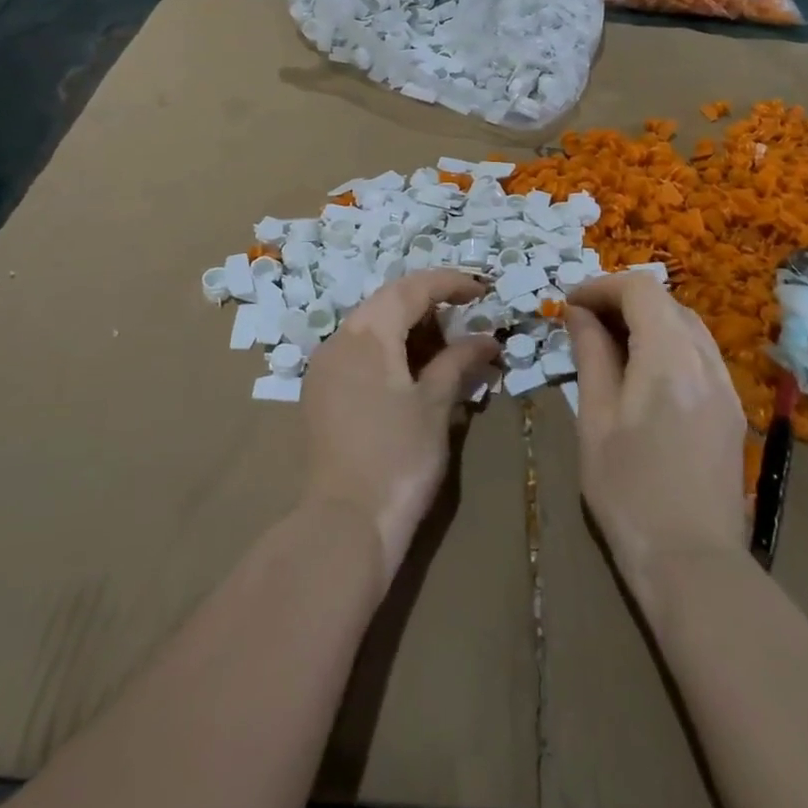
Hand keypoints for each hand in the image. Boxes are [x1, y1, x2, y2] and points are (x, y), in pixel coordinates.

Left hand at [300, 270, 500, 583]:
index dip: (449, 283)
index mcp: (367, 334)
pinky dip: (389, 350)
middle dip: (430, 304)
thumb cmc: (398, 458)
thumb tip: (486, 338)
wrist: (344, 524)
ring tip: (446, 347)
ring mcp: (324, 366)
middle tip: (467, 318)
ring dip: (409, 328)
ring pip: (371, 327)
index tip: (482, 290)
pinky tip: (412, 372)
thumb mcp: (436, 405)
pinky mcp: (320, 392)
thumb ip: (458, 361)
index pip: (411, 289)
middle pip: (388, 302)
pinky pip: (358, 352)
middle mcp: (339, 339)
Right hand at [567, 274, 747, 606]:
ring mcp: (726, 386)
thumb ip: (591, 355)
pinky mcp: (732, 411)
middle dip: (622, 300)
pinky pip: (700, 354)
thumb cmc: (628, 490)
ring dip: (647, 320)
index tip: (570, 304)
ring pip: (686, 325)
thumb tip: (579, 313)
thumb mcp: (595, 418)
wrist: (693, 564)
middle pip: (666, 302)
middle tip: (584, 322)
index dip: (601, 286)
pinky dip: (668, 344)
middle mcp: (706, 361)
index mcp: (669, 358)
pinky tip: (644, 373)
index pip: (640, 289)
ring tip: (610, 344)